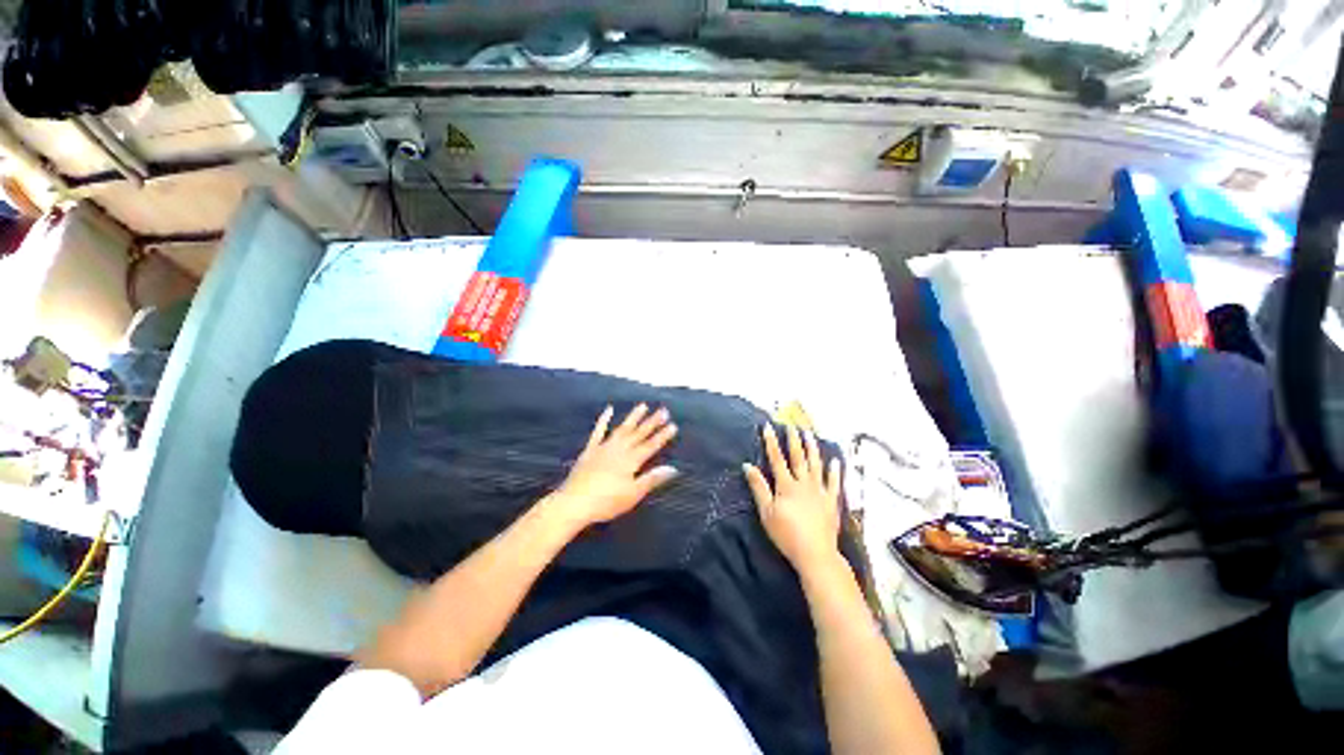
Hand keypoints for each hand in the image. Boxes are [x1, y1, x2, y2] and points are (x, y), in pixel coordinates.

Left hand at [548, 404, 678, 527]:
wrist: (574, 502)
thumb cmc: (606, 502)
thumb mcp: (633, 494)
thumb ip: (652, 479)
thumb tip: (673, 468)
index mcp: (631, 460)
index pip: (651, 445)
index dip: (663, 436)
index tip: (673, 425)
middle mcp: (620, 449)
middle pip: (639, 434)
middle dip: (652, 422)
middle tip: (664, 410)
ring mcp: (604, 447)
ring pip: (623, 428)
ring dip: (633, 417)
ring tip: (643, 406)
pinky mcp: (590, 450)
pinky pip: (599, 431)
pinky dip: (604, 420)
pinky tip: (609, 410)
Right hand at [743, 424, 843, 570]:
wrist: (815, 554)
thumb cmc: (786, 534)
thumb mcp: (766, 512)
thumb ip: (758, 487)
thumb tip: (748, 466)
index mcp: (786, 485)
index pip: (777, 459)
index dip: (771, 442)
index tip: (768, 426)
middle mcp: (804, 483)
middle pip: (798, 457)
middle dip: (794, 439)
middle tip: (792, 424)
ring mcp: (820, 491)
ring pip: (816, 464)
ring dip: (812, 448)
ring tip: (810, 434)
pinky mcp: (832, 501)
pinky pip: (834, 483)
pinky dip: (835, 471)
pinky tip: (835, 461)